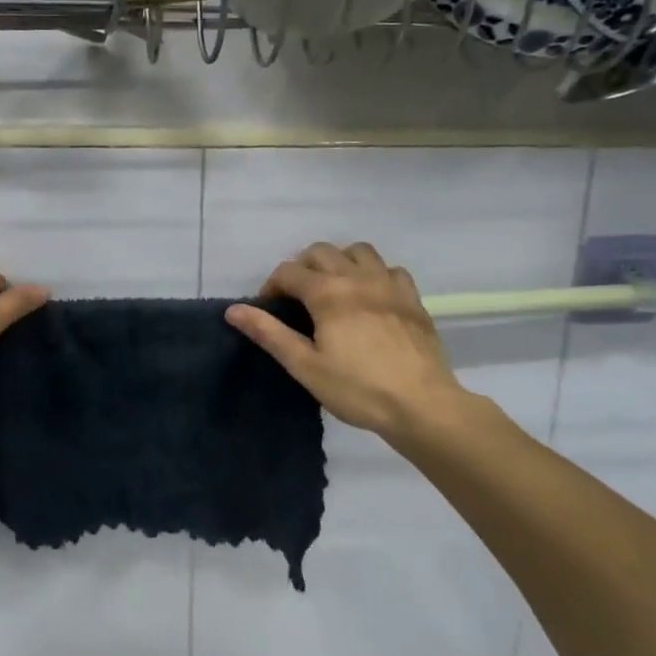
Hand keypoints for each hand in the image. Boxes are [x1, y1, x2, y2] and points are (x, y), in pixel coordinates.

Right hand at [226, 242, 469, 441]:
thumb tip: (233, 310)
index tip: (268, 310)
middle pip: (321, 252)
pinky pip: (390, 269)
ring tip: (332, 289)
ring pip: (358, 251)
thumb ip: (269, 333)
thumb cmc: (357, 389)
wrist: (421, 404)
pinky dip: (373, 274)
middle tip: (296, 298)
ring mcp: (389, 285)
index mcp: (328, 293)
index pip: (288, 271)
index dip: (271, 286)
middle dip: (301, 268)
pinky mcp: (412, 299)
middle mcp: (358, 278)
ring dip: (338, 262)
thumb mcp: (305, 366)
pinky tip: (370, 297)